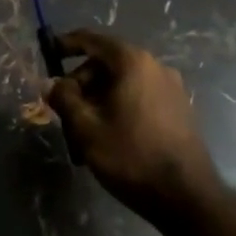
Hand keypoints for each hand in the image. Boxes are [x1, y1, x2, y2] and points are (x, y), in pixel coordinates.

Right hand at [47, 30, 220, 224]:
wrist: (187, 196)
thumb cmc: (132, 156)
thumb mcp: (87, 129)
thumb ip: (65, 99)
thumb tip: (53, 84)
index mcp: (133, 62)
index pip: (93, 40)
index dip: (67, 44)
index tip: (48, 52)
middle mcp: (155, 66)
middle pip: (107, 64)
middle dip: (81, 85)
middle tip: (64, 114)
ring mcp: (171, 87)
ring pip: (122, 84)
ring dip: (98, 102)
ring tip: (84, 136)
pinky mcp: (179, 108)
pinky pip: (140, 97)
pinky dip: (119, 108)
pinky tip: (109, 139)